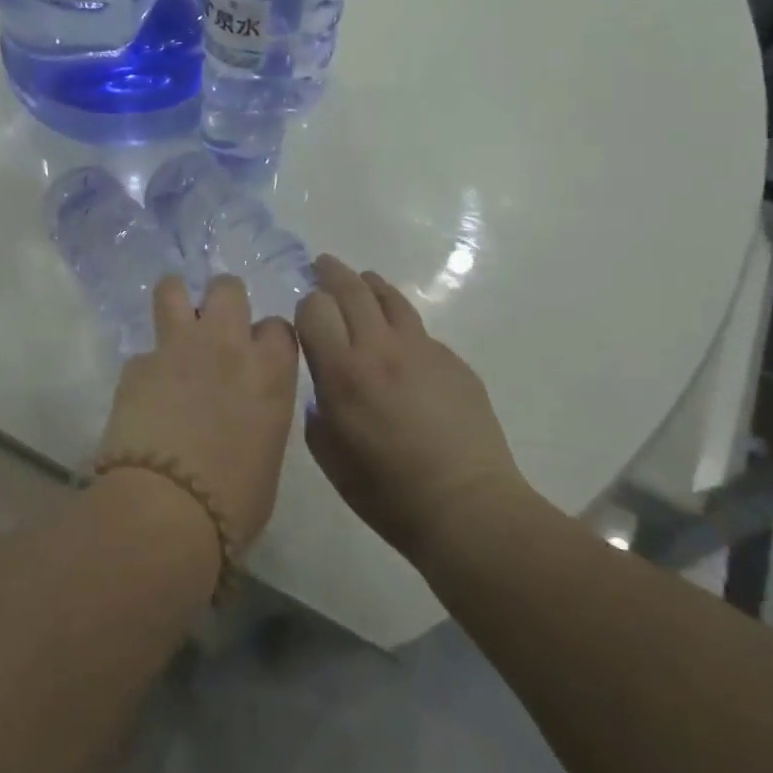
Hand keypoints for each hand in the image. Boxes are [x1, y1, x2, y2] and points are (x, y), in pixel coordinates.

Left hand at [98, 274, 300, 554]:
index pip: (278, 327)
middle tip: (215, 329)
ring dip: (176, 299)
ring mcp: (178, 348)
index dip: (266, 338)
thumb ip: (260, 416)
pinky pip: (144, 351)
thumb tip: (243, 411)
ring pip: (173, 289)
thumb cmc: (233, 502)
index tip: (258, 355)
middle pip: (228, 288)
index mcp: (270, 372)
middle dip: (223, 301)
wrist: (166, 509)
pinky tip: (143, 394)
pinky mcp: (137, 364)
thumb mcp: (267, 457)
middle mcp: (227, 345)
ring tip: (174, 321)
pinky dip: (147, 367)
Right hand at [296, 255, 533, 562]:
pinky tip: (401, 345)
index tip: (306, 314)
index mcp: (343, 372)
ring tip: (362, 281)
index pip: (315, 308)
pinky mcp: (453, 360)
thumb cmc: (387, 492)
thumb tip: (324, 384)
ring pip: (390, 298)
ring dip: (370, 284)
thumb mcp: (329, 456)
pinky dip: (401, 326)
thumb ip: (317, 409)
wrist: (466, 507)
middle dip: (331, 273)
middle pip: (351, 289)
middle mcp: (380, 348)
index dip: (306, 305)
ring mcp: (422, 349)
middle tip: (323, 265)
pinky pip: (420, 331)